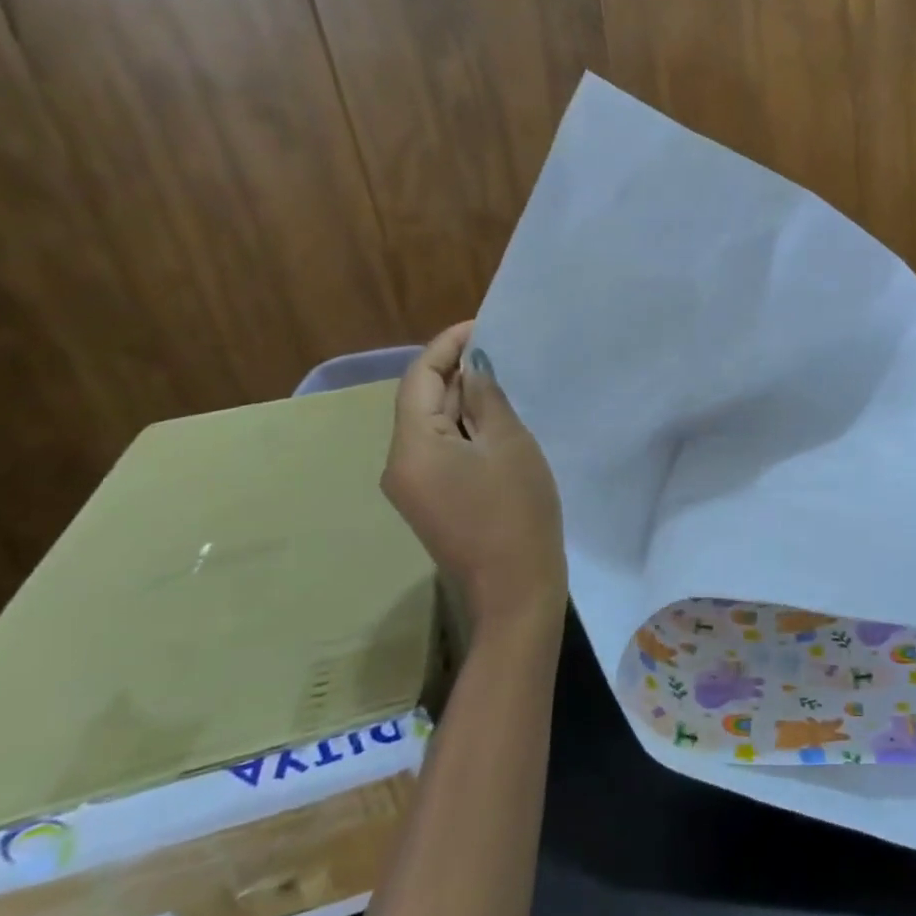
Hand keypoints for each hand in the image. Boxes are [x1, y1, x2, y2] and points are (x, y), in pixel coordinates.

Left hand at [382, 323, 566, 635]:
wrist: (515, 591)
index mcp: (412, 447)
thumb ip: (486, 399)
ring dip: (461, 399)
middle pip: (420, 402)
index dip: (447, 346)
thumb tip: (472, 368)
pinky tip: (494, 417)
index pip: (418, 379)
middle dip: (455, 371)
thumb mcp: (509, 445)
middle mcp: (400, 464)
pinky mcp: (431, 501)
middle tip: (498, 347)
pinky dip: (464, 427)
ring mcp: (413, 487)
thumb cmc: (516, 512)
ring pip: (432, 426)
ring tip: (501, 375)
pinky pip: (441, 450)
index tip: (481, 325)